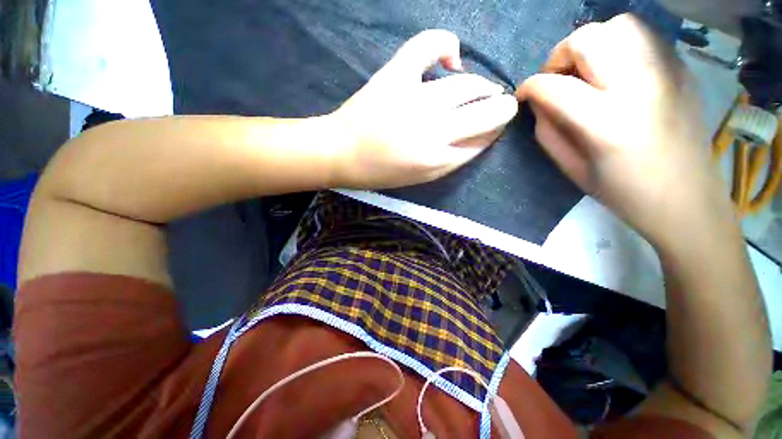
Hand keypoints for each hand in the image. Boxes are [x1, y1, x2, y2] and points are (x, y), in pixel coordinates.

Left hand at [330, 29, 518, 188]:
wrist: (341, 153)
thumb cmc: (380, 172)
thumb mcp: (421, 177)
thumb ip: (452, 160)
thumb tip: (479, 138)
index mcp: (437, 161)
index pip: (483, 142)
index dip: (493, 133)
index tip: (494, 128)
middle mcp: (434, 132)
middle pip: (487, 113)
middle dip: (503, 108)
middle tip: (500, 105)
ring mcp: (416, 100)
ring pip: (469, 85)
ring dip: (484, 86)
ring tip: (482, 89)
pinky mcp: (396, 76)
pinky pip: (428, 46)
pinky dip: (446, 43)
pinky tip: (452, 57)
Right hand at [517, 14, 729, 246]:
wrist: (687, 199)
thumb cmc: (623, 193)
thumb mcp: (572, 169)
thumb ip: (548, 132)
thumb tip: (539, 103)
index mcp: (606, 123)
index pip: (554, 87)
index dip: (530, 86)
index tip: (523, 95)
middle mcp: (639, 86)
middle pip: (588, 39)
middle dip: (560, 56)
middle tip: (556, 79)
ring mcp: (667, 71)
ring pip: (619, 25)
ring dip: (593, 44)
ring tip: (587, 71)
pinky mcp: (682, 68)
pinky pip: (644, 35)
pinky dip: (620, 45)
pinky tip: (616, 72)